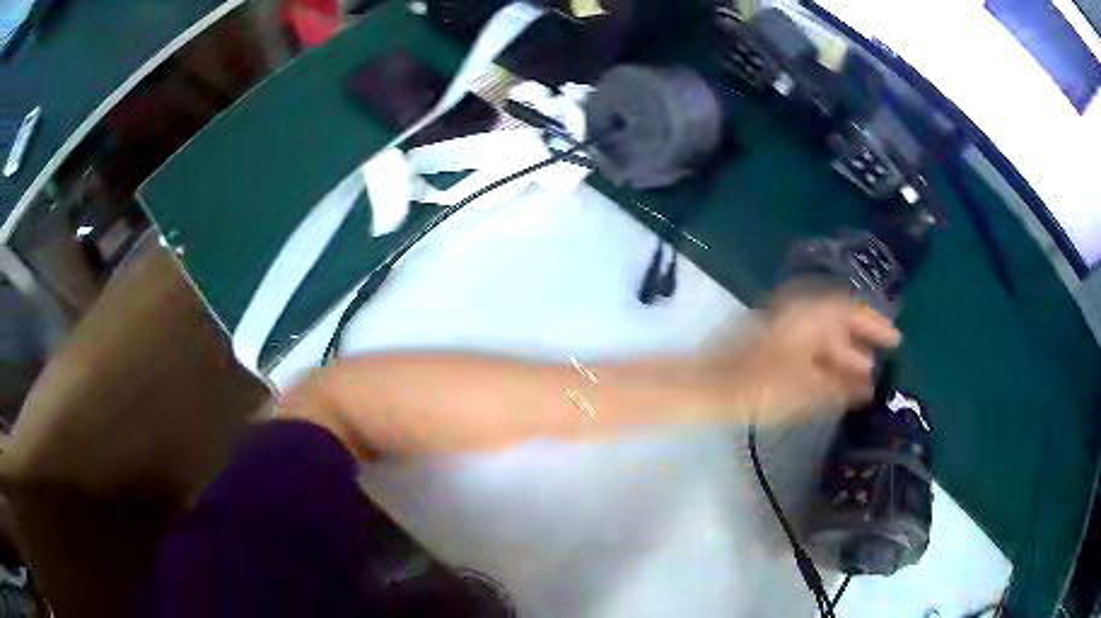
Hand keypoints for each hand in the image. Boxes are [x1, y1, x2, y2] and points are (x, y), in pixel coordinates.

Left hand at [711, 288, 901, 424]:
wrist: (709, 385)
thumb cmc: (760, 386)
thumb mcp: (806, 390)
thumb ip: (840, 388)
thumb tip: (867, 387)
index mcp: (811, 314)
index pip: (853, 311)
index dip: (876, 325)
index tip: (895, 342)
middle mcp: (800, 313)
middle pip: (839, 325)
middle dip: (860, 347)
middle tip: (879, 369)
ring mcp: (784, 325)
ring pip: (823, 337)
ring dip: (843, 357)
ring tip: (861, 383)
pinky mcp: (772, 342)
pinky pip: (808, 346)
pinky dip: (823, 362)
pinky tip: (832, 384)